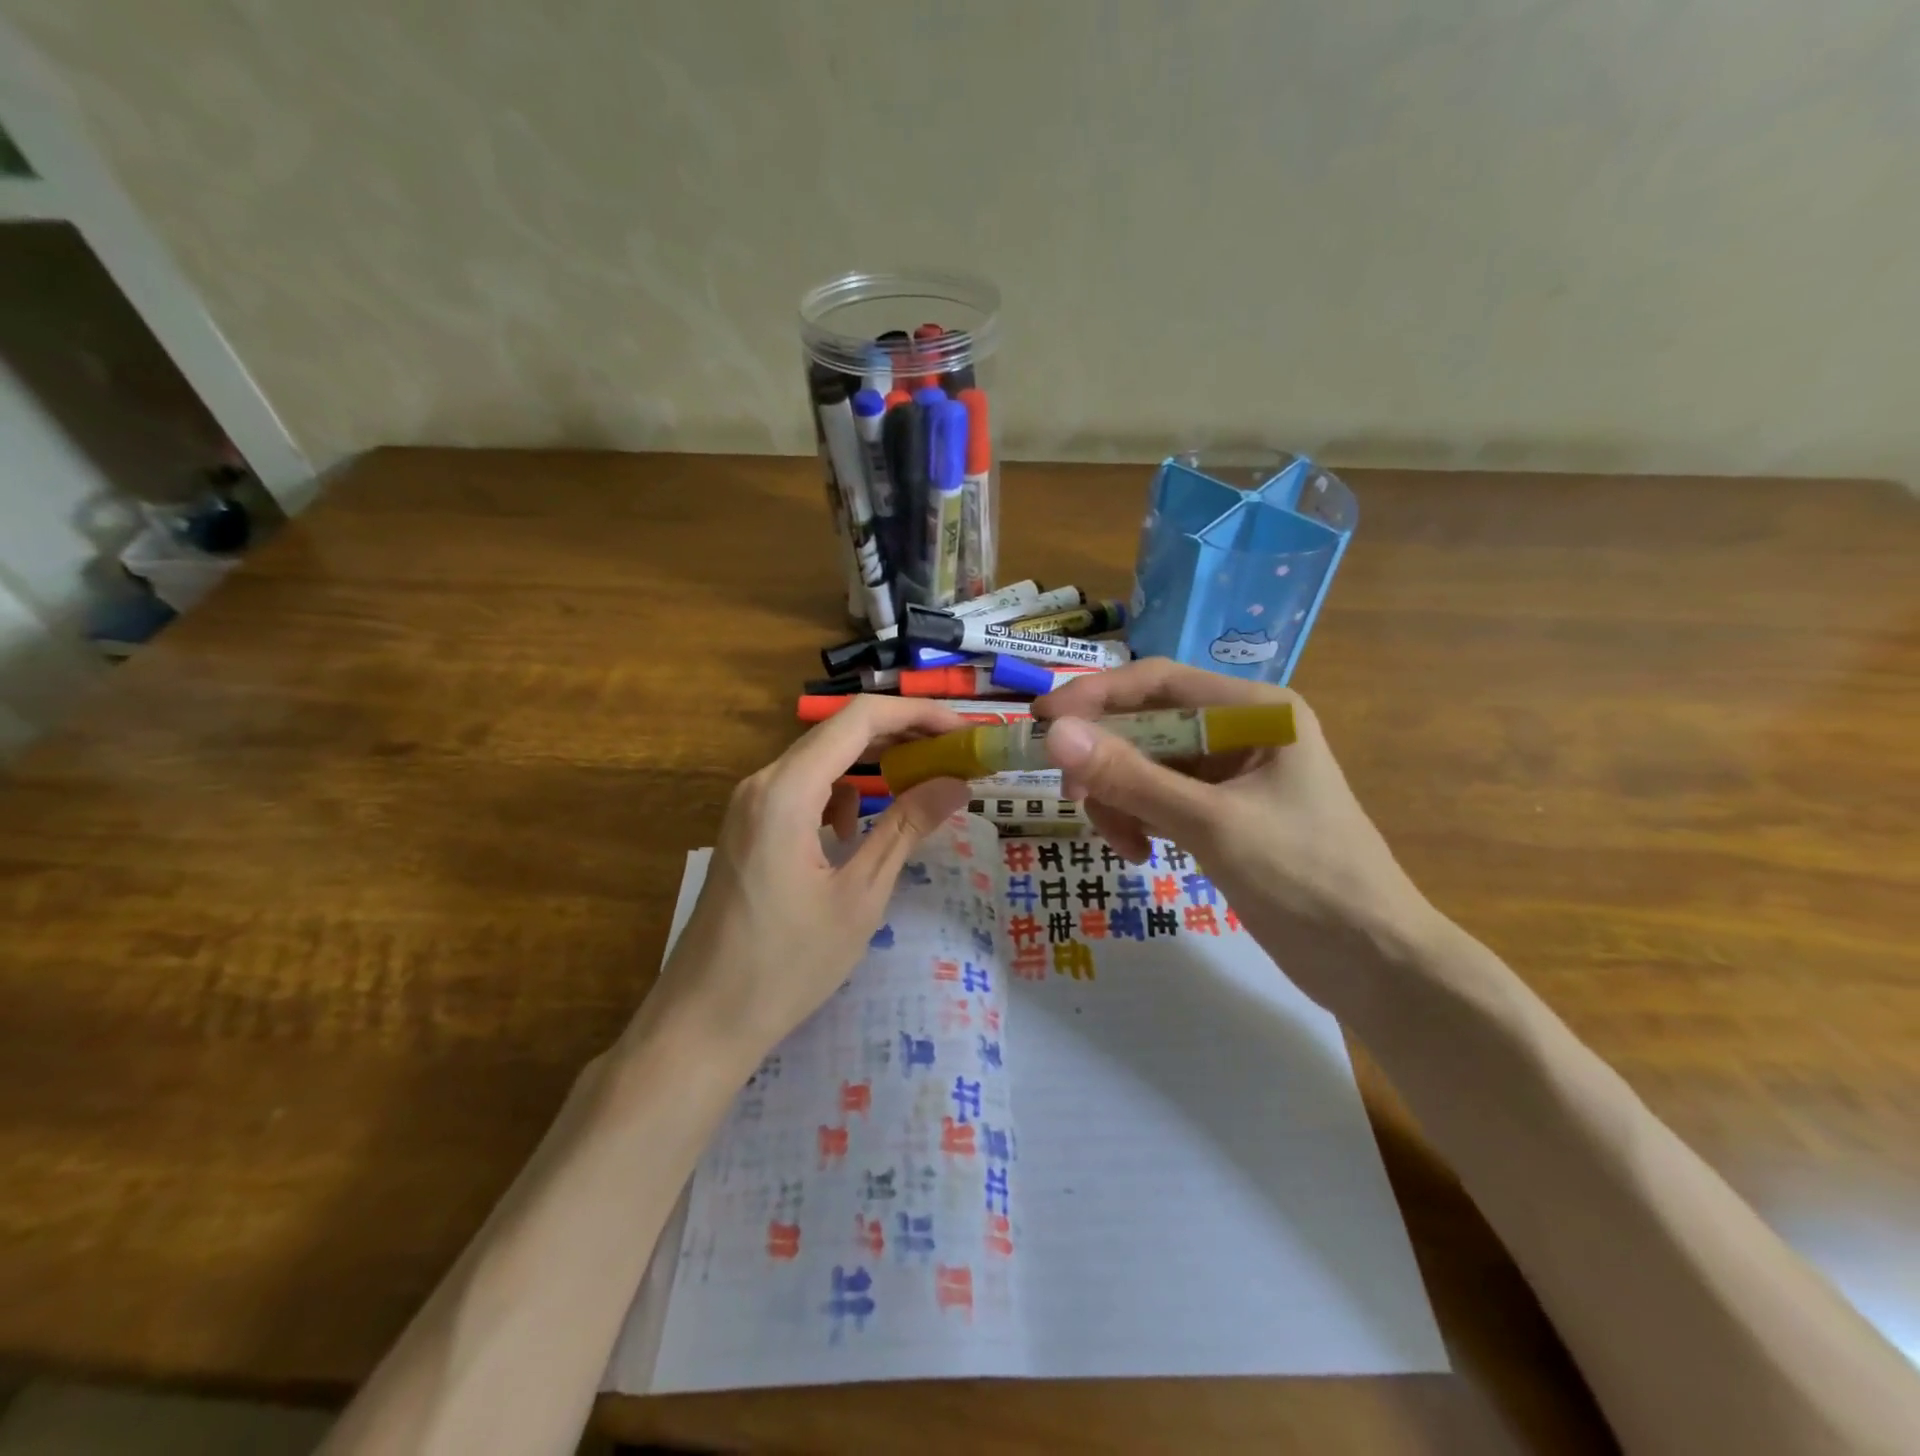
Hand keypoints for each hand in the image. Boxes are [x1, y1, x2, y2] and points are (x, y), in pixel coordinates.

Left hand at [643, 697, 972, 1067]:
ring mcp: (748, 804)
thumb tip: (955, 784)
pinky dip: (839, 795)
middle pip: (839, 733)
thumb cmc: (787, 964)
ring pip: (820, 761)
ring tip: (918, 786)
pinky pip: (801, 790)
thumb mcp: (860, 895)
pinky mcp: (746, 828)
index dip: (917, 715)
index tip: (963, 732)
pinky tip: (854, 832)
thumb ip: (906, 828)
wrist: (703, 1021)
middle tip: (954, 756)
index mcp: (787, 791)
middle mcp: (762, 782)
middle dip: (901, 737)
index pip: (860, 719)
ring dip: (871, 766)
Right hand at [1033, 660, 1438, 1021]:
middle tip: (1073, 796)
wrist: (1375, 964)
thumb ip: (1131, 778)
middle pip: (1147, 724)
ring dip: (1121, 798)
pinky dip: (1139, 819)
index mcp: (1255, 710)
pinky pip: (1160, 799)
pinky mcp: (1222, 813)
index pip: (1157, 682)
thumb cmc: (1306, 880)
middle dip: (1106, 760)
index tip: (1041, 722)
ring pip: (1146, 766)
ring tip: (1123, 844)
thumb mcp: (1211, 824)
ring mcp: (1231, 774)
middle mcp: (1241, 730)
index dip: (1095, 696)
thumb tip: (1055, 735)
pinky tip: (1140, 853)